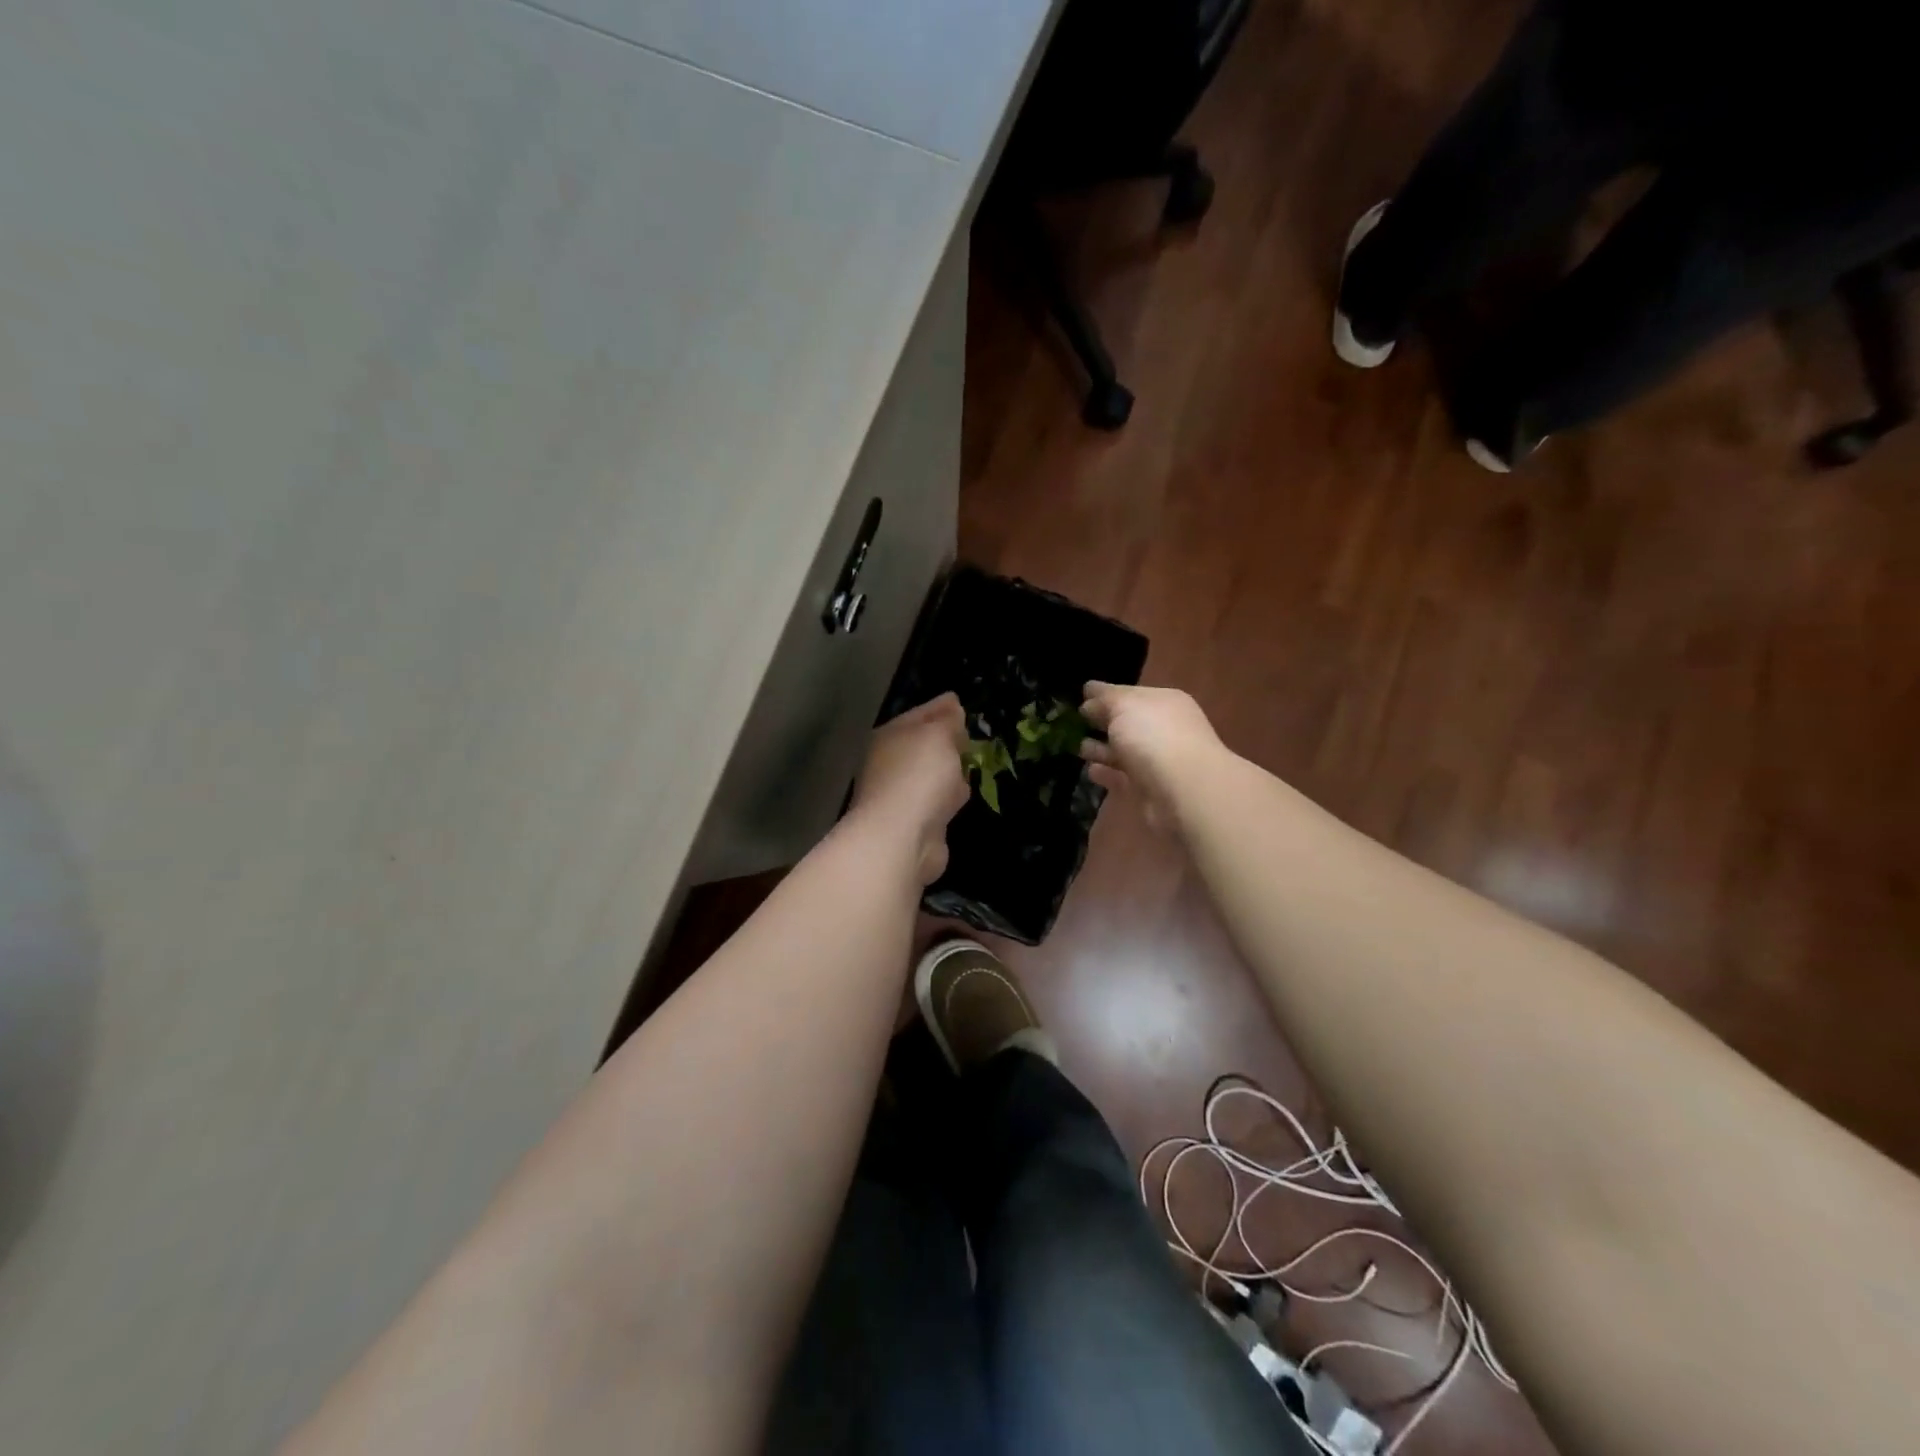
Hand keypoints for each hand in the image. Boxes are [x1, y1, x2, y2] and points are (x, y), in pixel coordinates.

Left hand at [851, 694, 969, 883]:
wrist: (902, 838)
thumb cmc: (919, 776)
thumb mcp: (938, 736)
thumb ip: (947, 721)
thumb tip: (952, 708)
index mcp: (889, 736)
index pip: (919, 714)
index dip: (941, 707)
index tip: (959, 701)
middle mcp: (889, 763)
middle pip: (923, 745)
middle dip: (944, 739)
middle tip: (968, 733)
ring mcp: (900, 794)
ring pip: (931, 774)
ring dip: (947, 770)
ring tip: (969, 762)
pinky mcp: (914, 822)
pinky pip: (937, 800)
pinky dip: (948, 798)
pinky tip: (961, 796)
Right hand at [1078, 683, 1224, 830]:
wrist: (1183, 791)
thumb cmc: (1154, 736)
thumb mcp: (1124, 705)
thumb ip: (1104, 698)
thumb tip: (1088, 698)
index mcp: (1164, 702)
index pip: (1130, 694)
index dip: (1105, 695)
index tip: (1080, 698)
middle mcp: (1164, 729)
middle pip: (1128, 723)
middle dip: (1103, 722)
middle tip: (1072, 723)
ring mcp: (1158, 762)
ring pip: (1124, 752)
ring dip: (1102, 749)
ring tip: (1077, 747)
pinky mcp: (1149, 790)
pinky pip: (1123, 778)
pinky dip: (1107, 774)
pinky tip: (1090, 771)